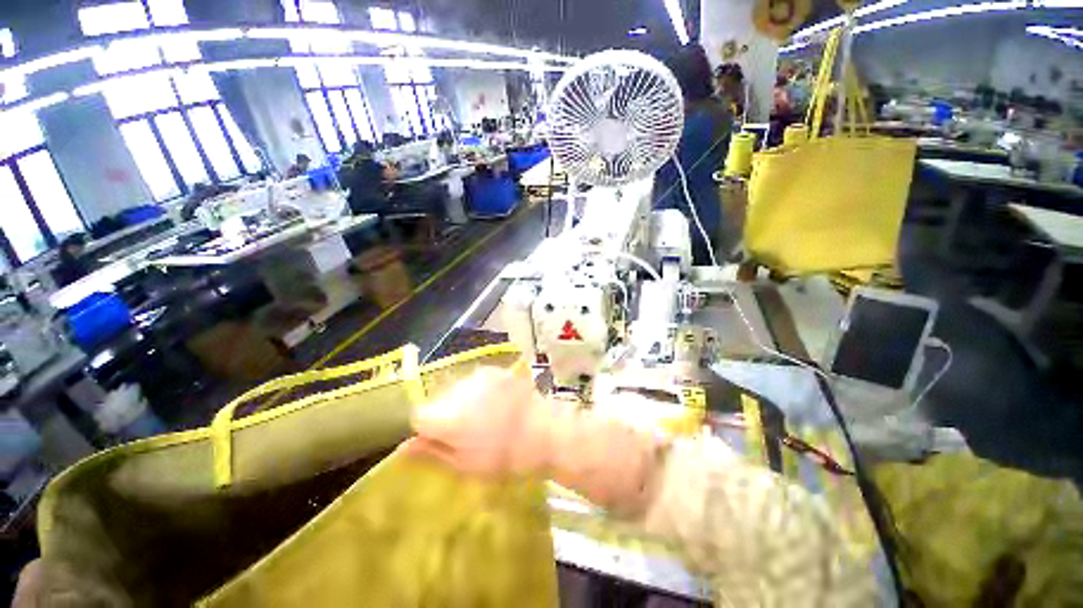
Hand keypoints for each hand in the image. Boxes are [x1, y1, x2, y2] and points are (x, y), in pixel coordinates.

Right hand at [407, 364, 552, 476]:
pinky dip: (479, 391)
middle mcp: (460, 390)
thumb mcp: (466, 465)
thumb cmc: (506, 457)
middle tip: (468, 430)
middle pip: (438, 400)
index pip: (418, 416)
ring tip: (486, 416)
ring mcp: (479, 377)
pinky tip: (497, 403)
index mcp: (449, 418)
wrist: (545, 431)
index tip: (443, 438)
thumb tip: (404, 446)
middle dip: (445, 413)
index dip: (426, 429)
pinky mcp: (496, 371)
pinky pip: (476, 380)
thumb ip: (433, 452)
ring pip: (457, 388)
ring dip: (463, 400)